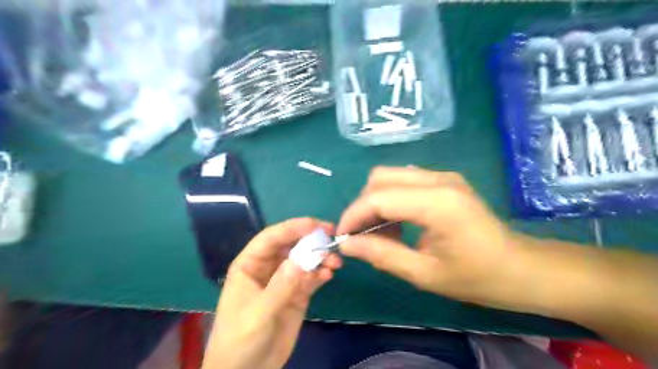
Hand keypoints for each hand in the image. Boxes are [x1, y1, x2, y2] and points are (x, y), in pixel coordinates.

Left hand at [204, 218, 341, 368]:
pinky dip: (321, 274)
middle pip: (291, 245)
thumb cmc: (240, 340)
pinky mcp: (296, 294)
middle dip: (311, 241)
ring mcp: (284, 281)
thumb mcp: (259, 313)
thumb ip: (281, 286)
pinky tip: (329, 275)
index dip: (293, 227)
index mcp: (250, 264)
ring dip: (320, 258)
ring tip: (335, 263)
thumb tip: (302, 259)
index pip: (271, 238)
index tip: (317, 225)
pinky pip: (311, 278)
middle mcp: (268, 268)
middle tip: (333, 240)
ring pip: (304, 260)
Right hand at [339, 168, 525, 307]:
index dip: (353, 215)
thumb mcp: (424, 274)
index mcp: (437, 203)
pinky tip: (397, 224)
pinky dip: (390, 199)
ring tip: (380, 233)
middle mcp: (438, 179)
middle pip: (380, 178)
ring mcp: (442, 176)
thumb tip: (347, 244)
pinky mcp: (444, 180)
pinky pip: (403, 181)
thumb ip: (382, 255)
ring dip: (375, 202)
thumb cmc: (478, 277)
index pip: (378, 197)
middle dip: (362, 206)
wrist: (521, 267)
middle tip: (361, 235)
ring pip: (389, 176)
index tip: (341, 236)